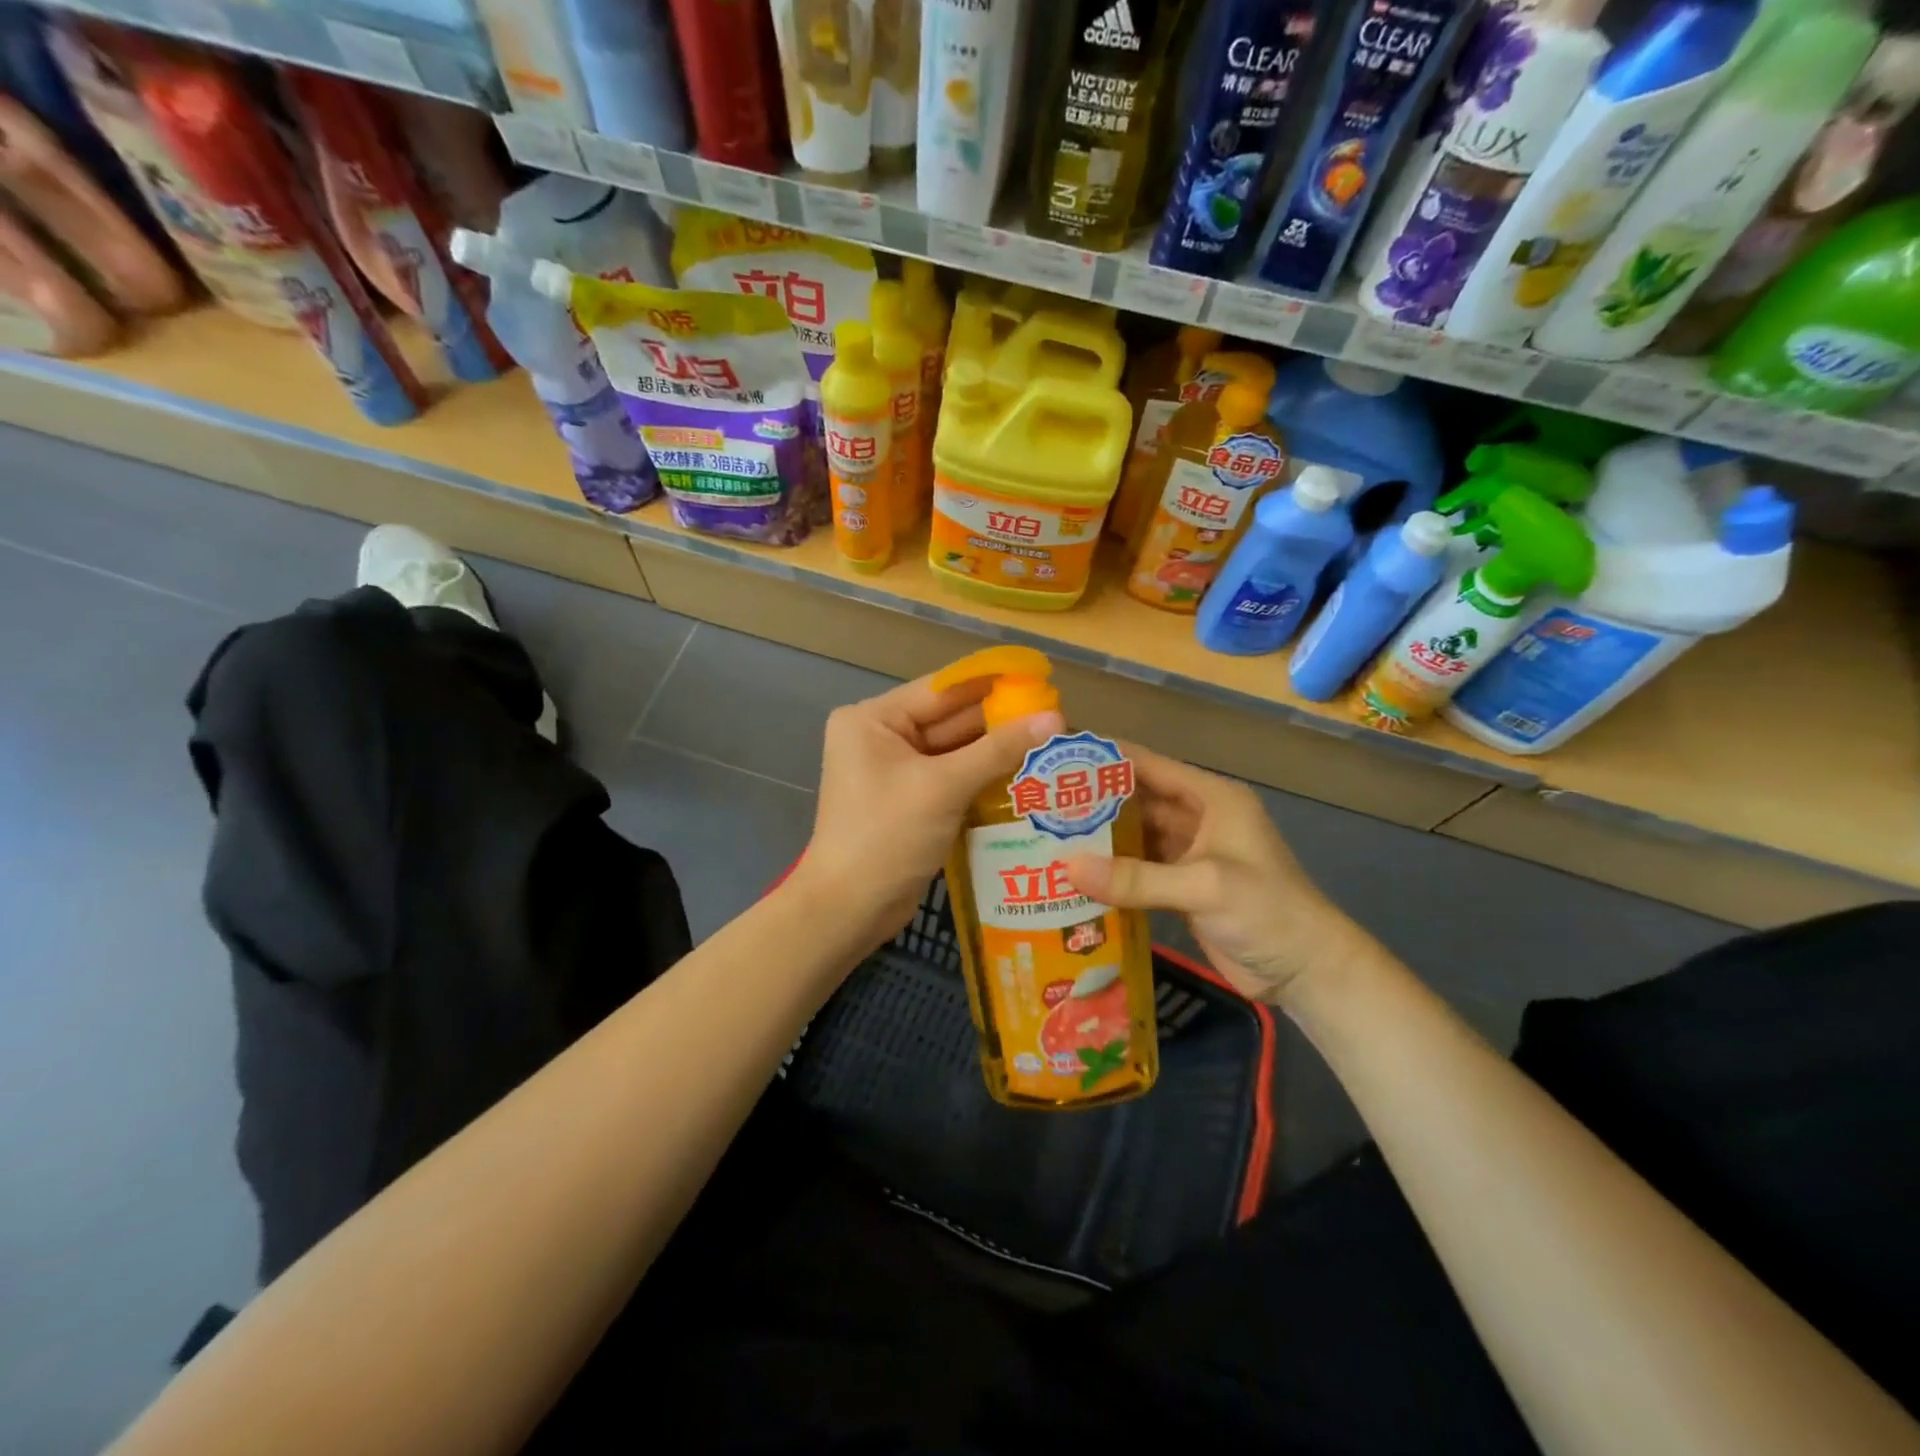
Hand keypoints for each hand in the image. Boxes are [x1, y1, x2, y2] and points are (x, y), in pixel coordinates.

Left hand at [801, 675, 1064, 947]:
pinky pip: (954, 777)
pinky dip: (985, 777)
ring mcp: (896, 770)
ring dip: (998, 751)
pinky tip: (1028, 776)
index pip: (943, 689)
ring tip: (1054, 745)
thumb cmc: (887, 836)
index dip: (993, 683)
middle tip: (1058, 719)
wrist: (850, 910)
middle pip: (951, 719)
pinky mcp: (911, 800)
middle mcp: (882, 736)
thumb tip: (1056, 718)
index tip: (1042, 679)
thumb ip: (999, 750)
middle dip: (1001, 721)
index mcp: (874, 719)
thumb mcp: (944, 787)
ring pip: (957, 751)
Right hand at [1064, 745, 1366, 1006]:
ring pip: (1134, 837)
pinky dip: (1111, 873)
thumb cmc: (1267, 911)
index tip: (1056, 756)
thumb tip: (1066, 868)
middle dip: (1093, 800)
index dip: (1105, 757)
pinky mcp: (1181, 888)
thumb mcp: (1204, 886)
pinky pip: (1138, 872)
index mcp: (1211, 798)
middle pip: (1136, 801)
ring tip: (1046, 835)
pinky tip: (1074, 876)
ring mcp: (1189, 855)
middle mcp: (1197, 818)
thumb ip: (1136, 877)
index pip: (1149, 765)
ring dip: (1099, 839)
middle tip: (1039, 801)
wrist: (1307, 971)